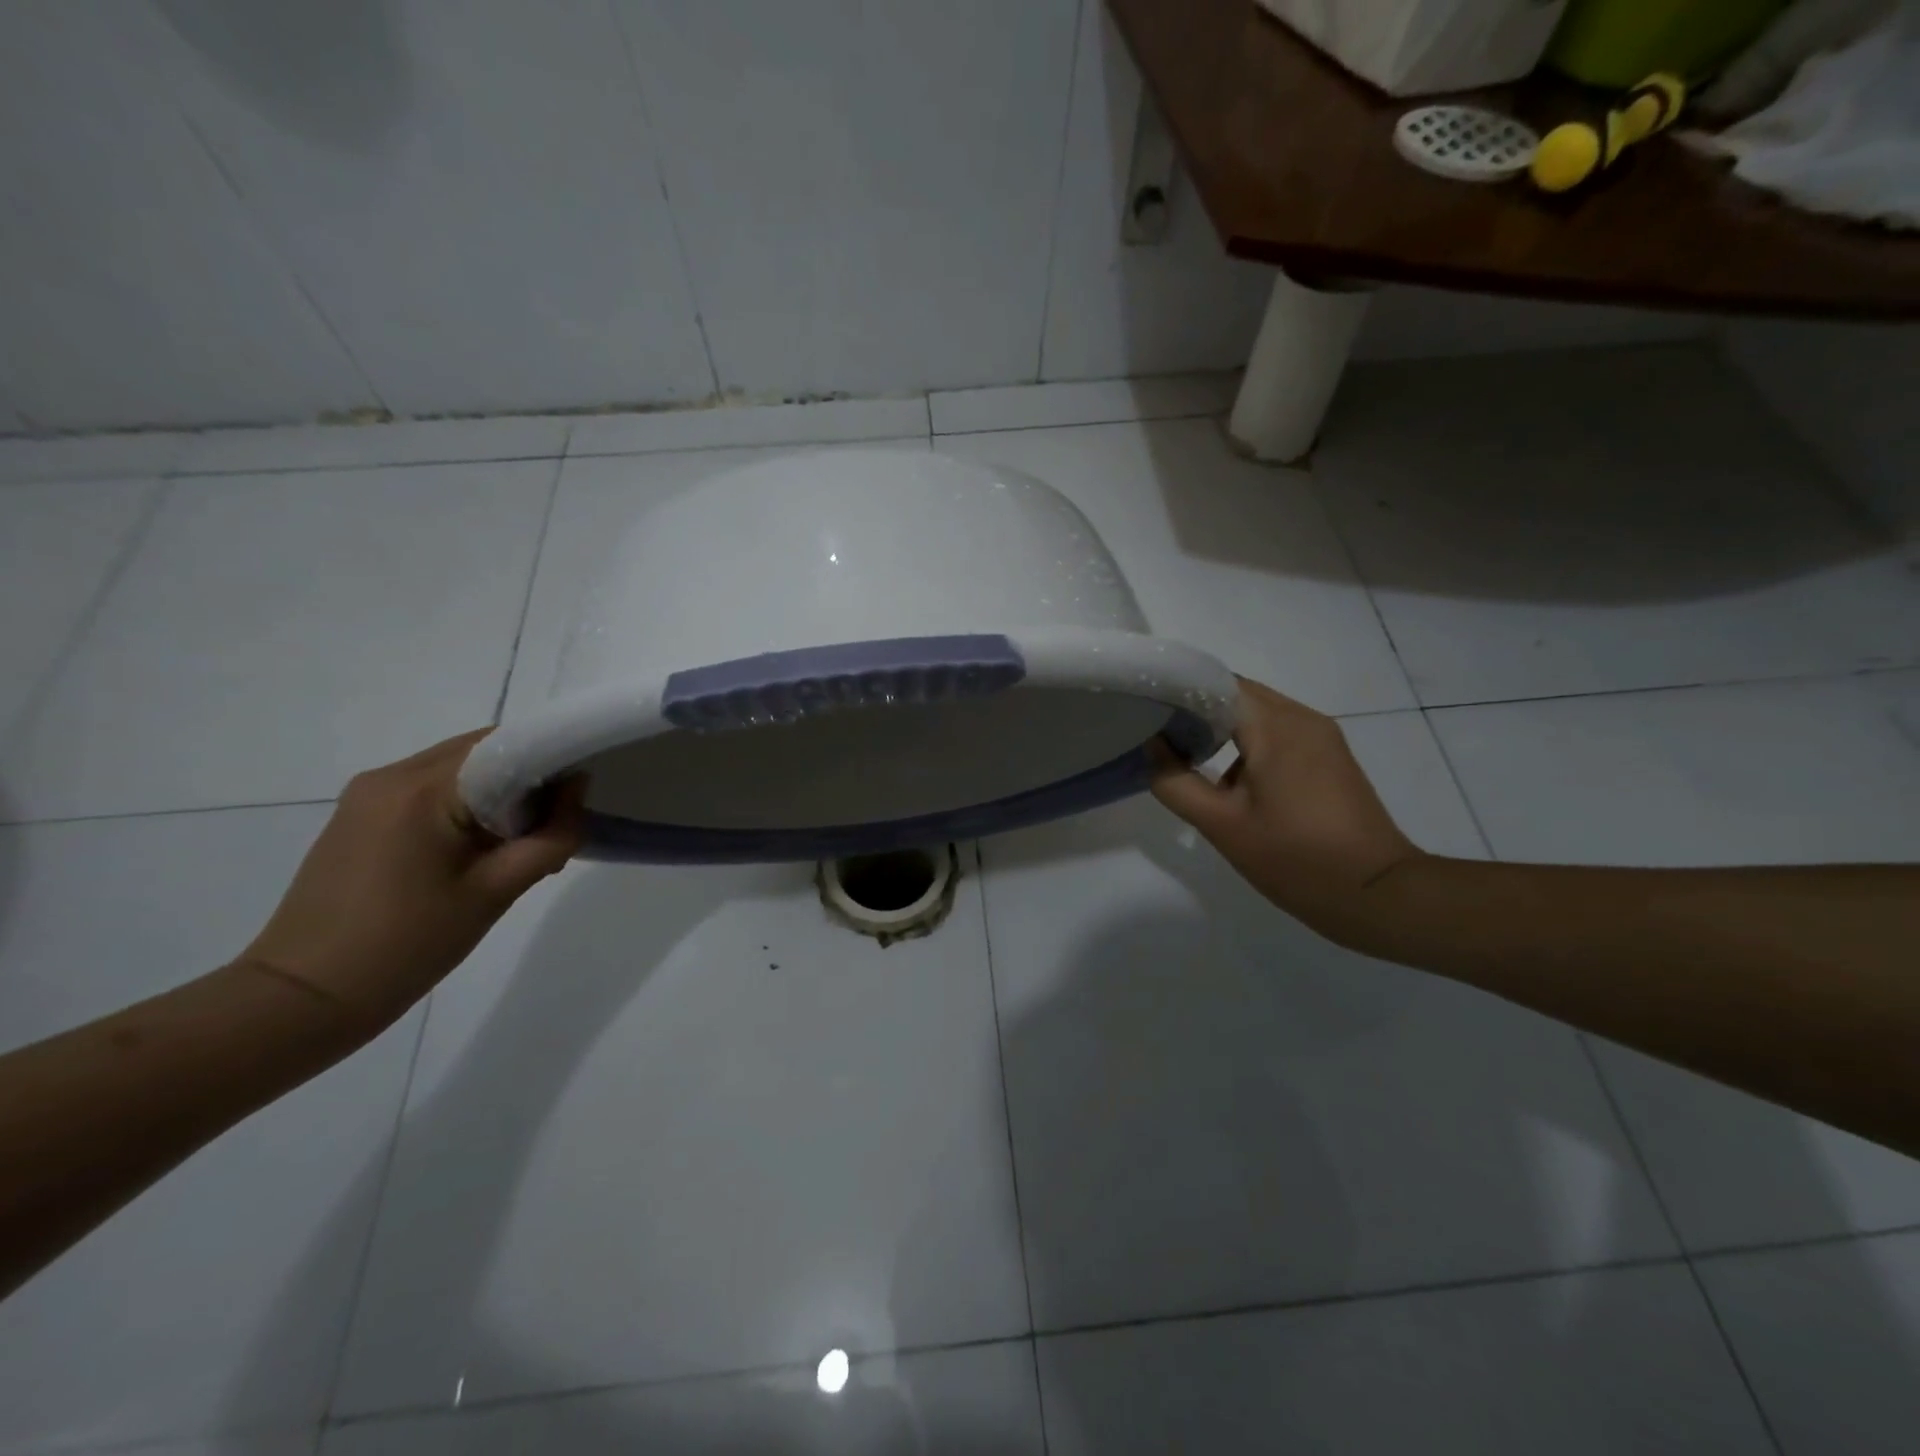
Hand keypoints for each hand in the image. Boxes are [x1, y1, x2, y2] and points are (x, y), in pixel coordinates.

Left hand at [238, 731, 585, 1031]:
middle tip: (552, 827)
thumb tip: (576, 790)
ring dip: (497, 794)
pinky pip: (431, 791)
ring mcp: (368, 794)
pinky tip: (478, 850)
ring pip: (458, 771)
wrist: (303, 998)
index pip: (507, 745)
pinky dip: (466, 806)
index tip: (576, 799)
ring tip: (517, 846)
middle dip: (526, 779)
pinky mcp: (359, 816)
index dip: (551, 762)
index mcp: (422, 789)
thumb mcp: (497, 891)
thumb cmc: (408, 945)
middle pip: (481, 752)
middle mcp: (391, 776)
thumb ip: (551, 836)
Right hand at [1152, 678, 1423, 945]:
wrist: (1378, 895)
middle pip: (1239, 694)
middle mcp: (1302, 719)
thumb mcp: (1222, 826)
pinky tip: (1230, 779)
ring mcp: (1322, 736)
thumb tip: (1152, 745)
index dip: (1180, 692)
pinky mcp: (1330, 756)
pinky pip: (1279, 732)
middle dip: (1198, 709)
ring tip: (1188, 757)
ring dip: (1223, 726)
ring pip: (1259, 713)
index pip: (1218, 683)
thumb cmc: (1295, 859)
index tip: (1148, 712)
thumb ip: (1176, 782)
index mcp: (1276, 727)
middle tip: (1160, 736)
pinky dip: (1248, 742)